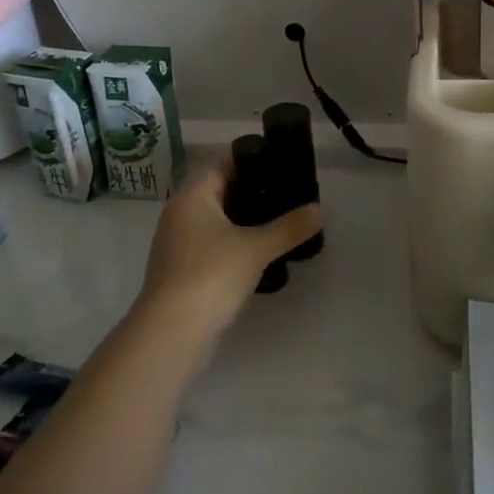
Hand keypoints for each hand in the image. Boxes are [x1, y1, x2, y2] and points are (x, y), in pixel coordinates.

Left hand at [134, 159, 322, 348]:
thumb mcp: (257, 248)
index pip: (221, 163)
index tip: (280, 164)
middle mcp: (179, 213)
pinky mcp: (180, 269)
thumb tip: (322, 210)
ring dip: (241, 219)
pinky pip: (209, 243)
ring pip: (213, 219)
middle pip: (217, 190)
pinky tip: (256, 252)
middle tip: (285, 193)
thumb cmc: (211, 275)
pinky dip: (231, 241)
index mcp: (192, 196)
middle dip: (250, 191)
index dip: (250, 160)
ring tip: (277, 221)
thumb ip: (290, 227)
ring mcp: (176, 242)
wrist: (171, 333)